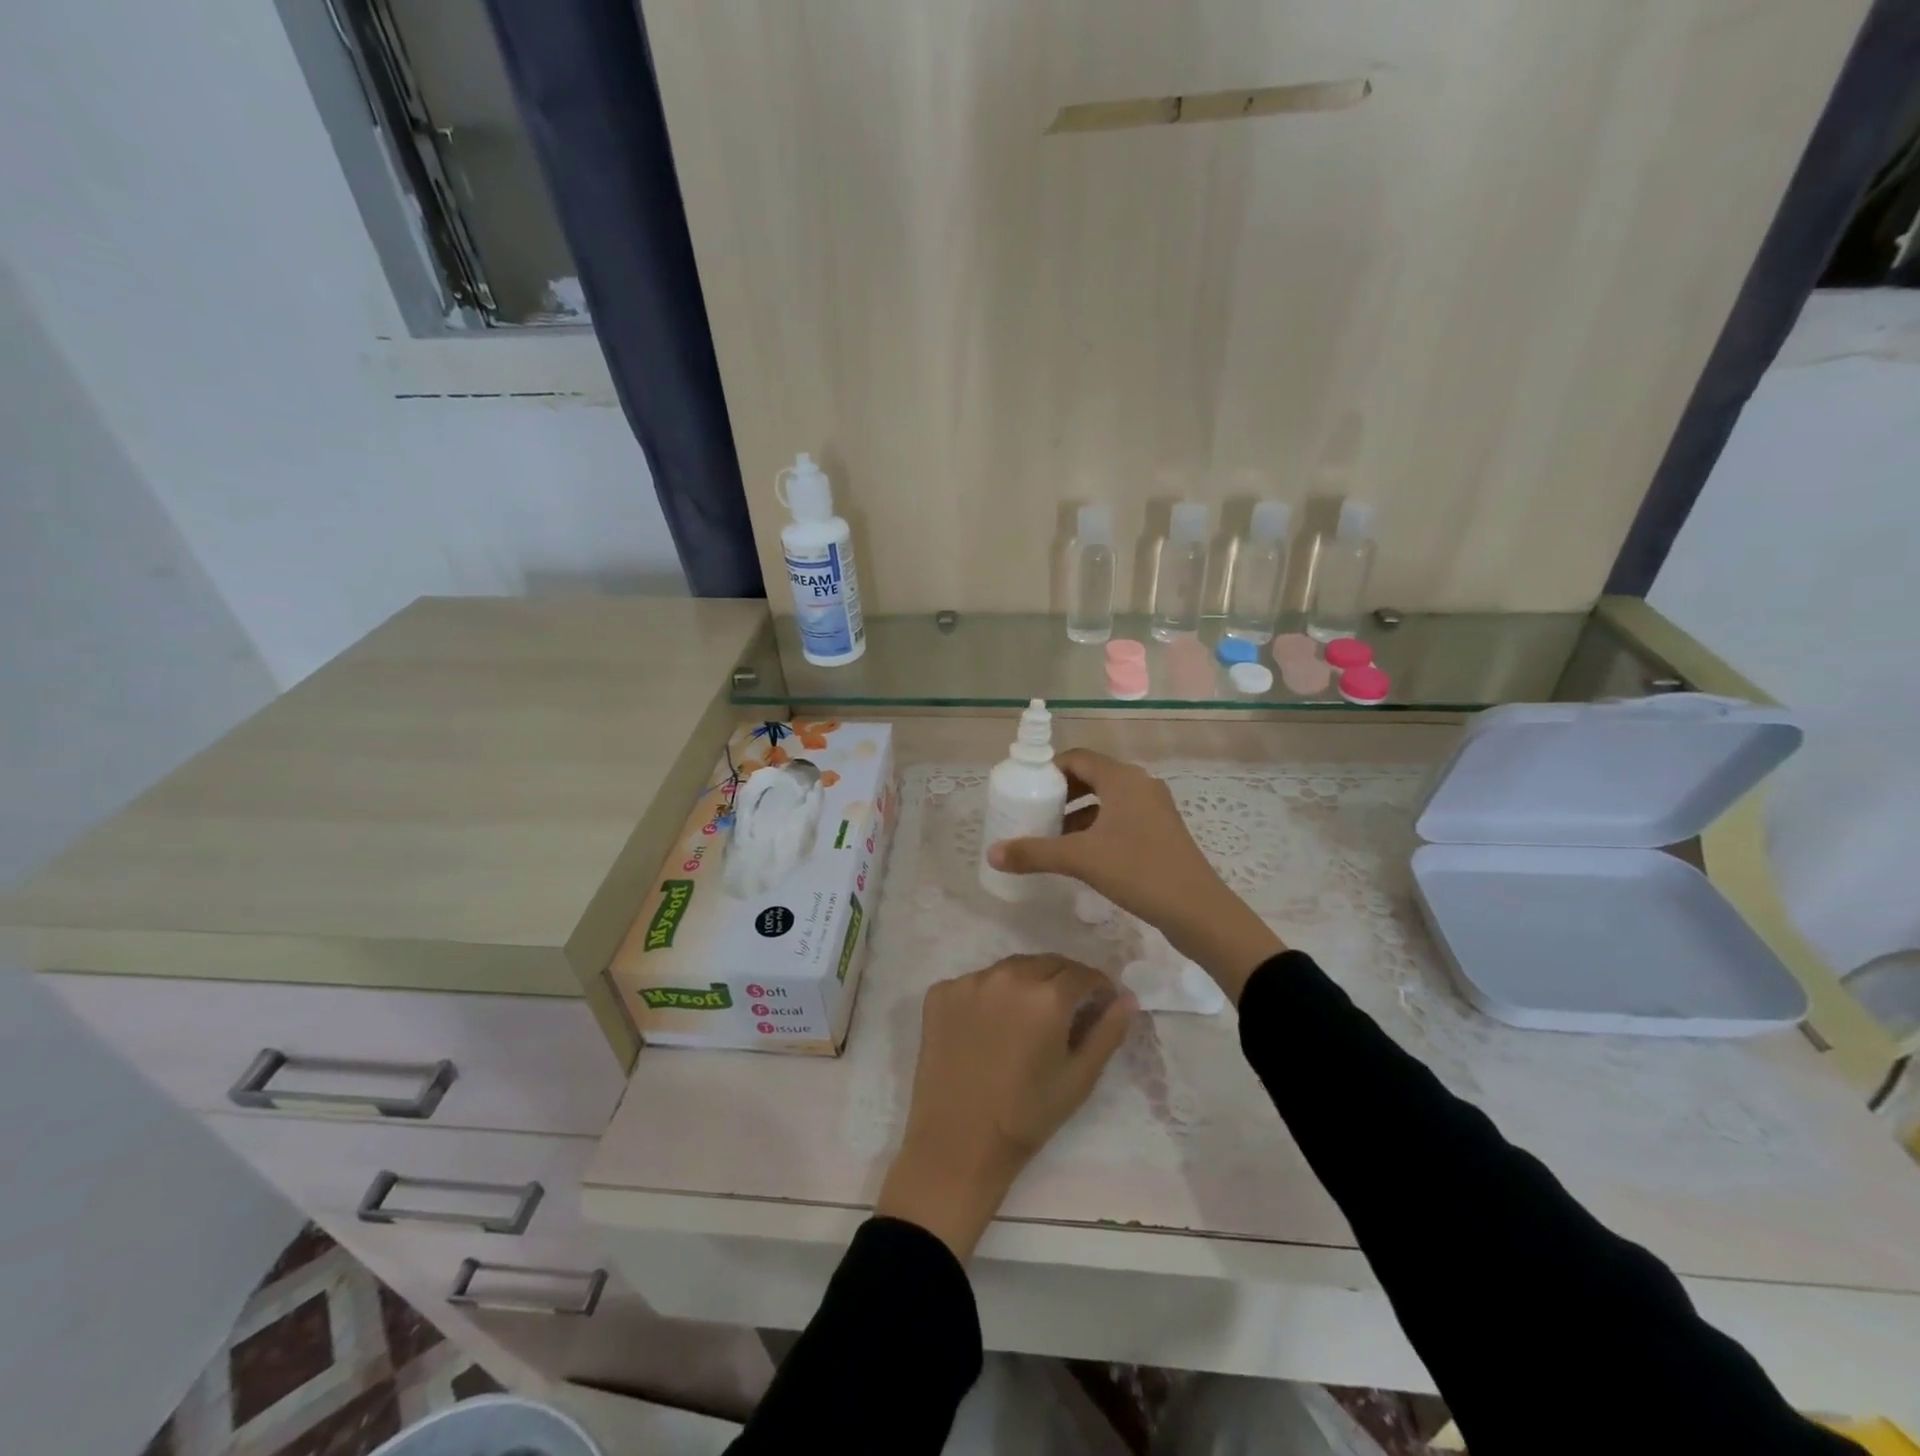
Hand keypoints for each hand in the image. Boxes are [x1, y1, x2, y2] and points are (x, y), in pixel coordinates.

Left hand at [876, 954, 1134, 1259]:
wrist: (956, 1142)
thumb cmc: (1026, 1116)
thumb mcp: (1079, 1078)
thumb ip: (1107, 1032)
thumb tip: (1127, 998)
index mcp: (1047, 996)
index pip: (1082, 973)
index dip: (1097, 986)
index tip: (1099, 1002)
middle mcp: (1008, 976)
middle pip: (1046, 964)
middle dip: (1062, 981)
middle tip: (1064, 1011)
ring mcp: (969, 981)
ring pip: (1009, 969)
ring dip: (1025, 984)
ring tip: (1025, 1019)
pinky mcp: (940, 992)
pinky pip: (975, 983)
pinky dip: (988, 997)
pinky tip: (988, 1028)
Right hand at [985, 749, 1284, 999]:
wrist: (1198, 911)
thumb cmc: (1138, 871)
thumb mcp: (1080, 860)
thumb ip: (1034, 853)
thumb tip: (992, 853)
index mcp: (1122, 779)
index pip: (1077, 758)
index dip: (1048, 770)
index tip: (1025, 790)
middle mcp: (1140, 785)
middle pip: (1091, 777)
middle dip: (1060, 793)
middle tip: (1034, 813)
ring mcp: (1154, 808)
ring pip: (1105, 800)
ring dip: (1077, 813)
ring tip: (1051, 836)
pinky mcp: (1160, 832)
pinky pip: (1120, 818)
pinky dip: (1096, 828)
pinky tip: (1080, 854)